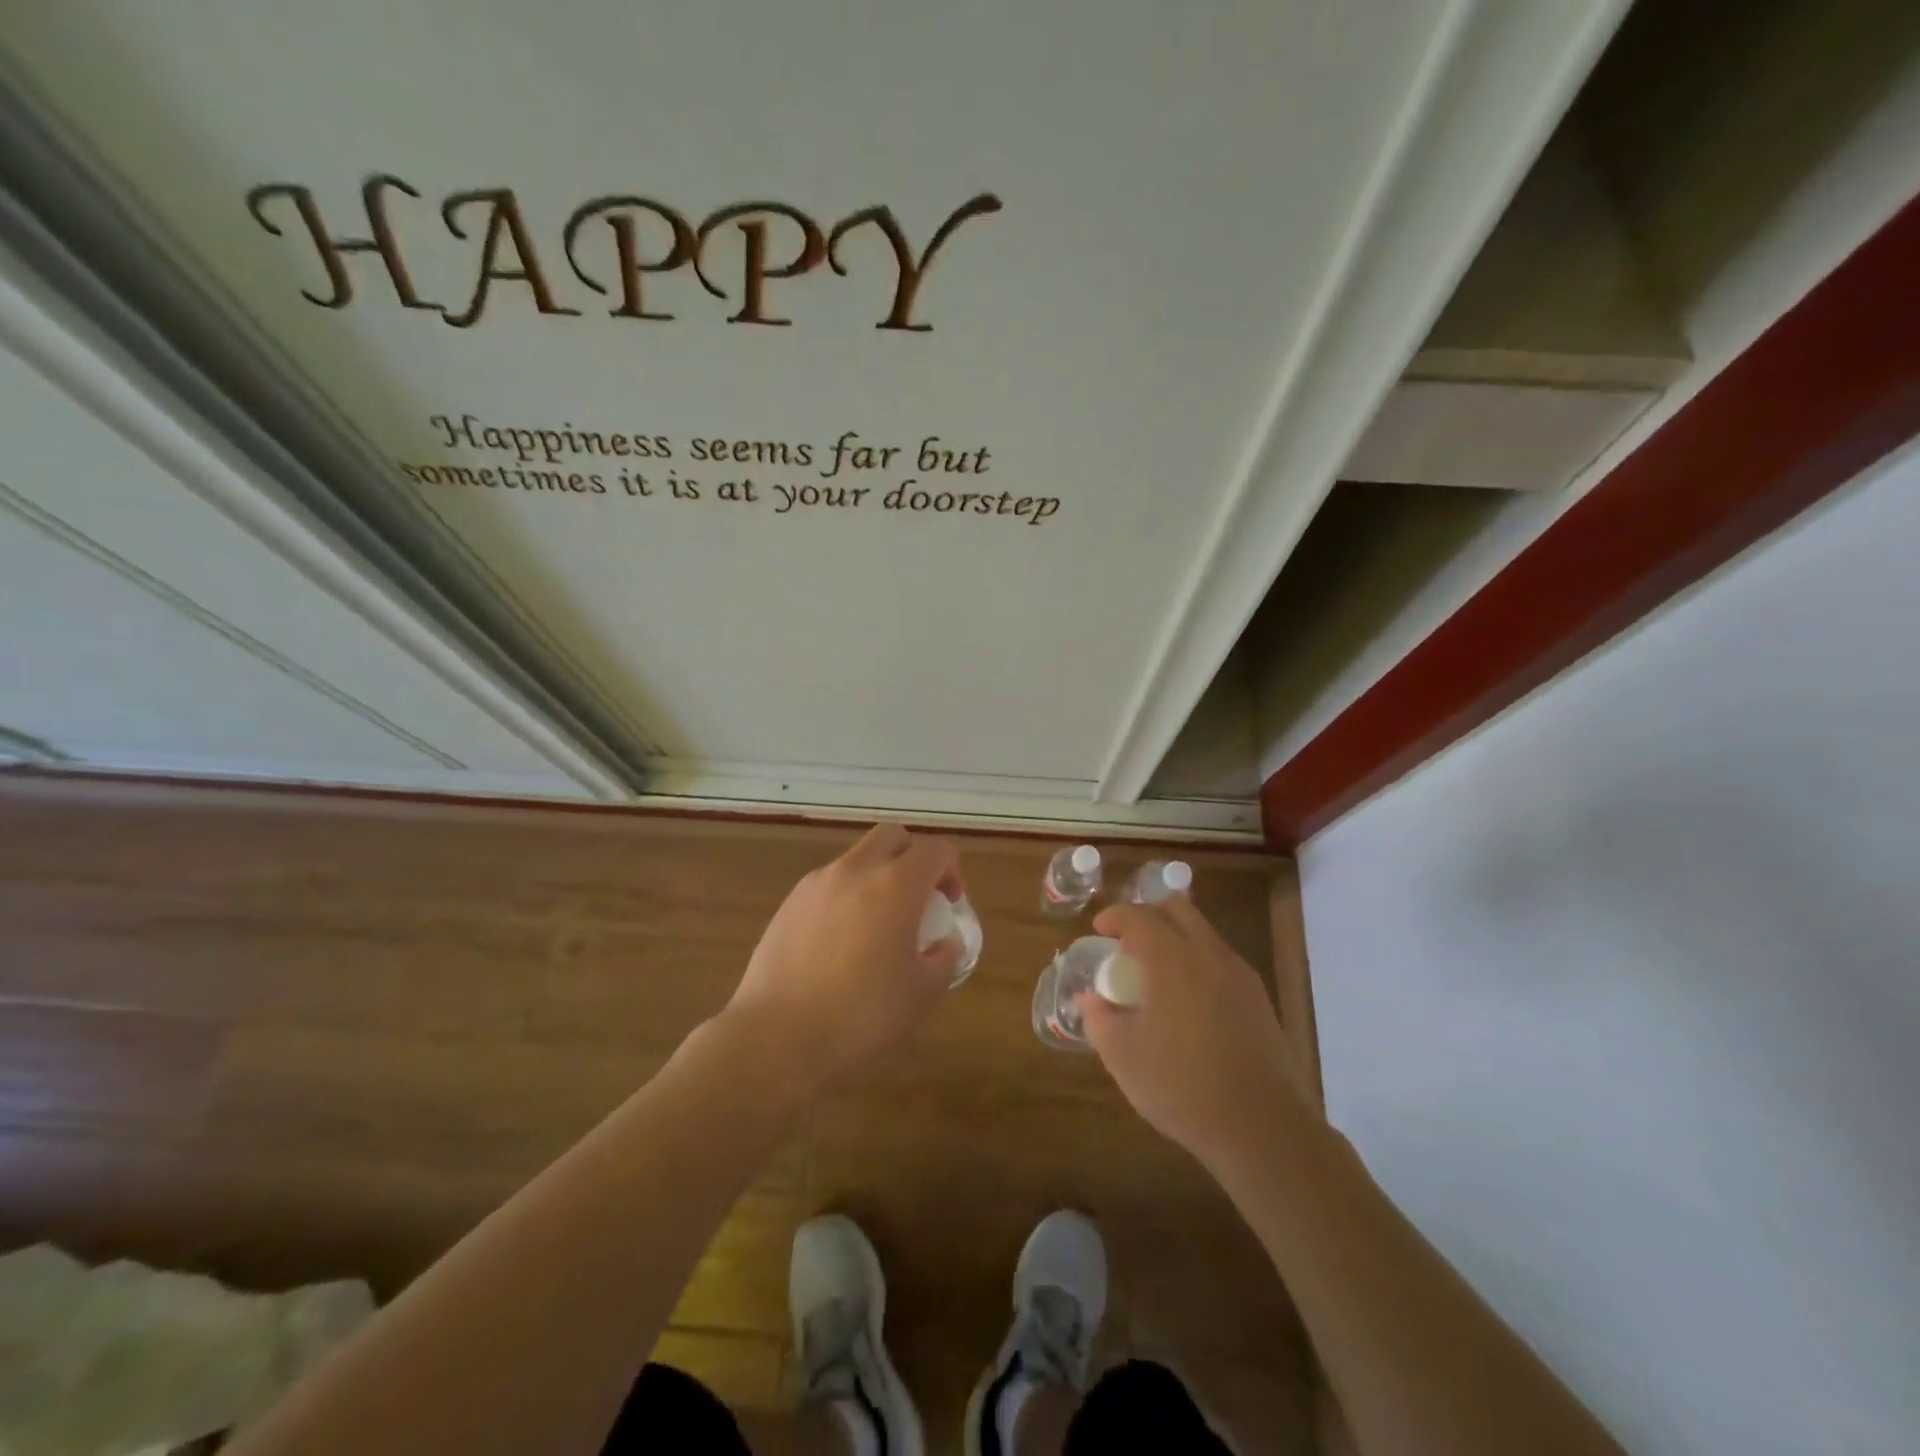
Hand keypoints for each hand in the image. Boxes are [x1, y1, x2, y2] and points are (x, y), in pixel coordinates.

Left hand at [720, 823, 963, 1096]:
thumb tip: (944, 942)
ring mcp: (817, 883)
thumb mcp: (922, 993)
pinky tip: (842, 942)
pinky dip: (847, 896)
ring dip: (878, 875)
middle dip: (913, 858)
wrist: (776, 1038)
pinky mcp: (788, 903)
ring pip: (858, 857)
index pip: (935, 849)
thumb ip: (945, 957)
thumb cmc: (861, 1016)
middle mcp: (856, 870)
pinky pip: (829, 883)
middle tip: (918, 899)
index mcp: (896, 885)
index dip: (951, 871)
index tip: (949, 904)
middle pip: (893, 837)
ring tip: (878, 925)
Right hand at [1081, 896, 1306, 1168]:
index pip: (1138, 916)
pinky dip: (1197, 963)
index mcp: (1172, 959)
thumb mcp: (1123, 1056)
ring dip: (1175, 939)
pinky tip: (1187, 1003)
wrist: (1261, 1127)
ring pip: (1203, 934)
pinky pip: (1220, 961)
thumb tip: (1088, 999)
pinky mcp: (1259, 999)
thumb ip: (1099, 1019)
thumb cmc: (1182, 1085)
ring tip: (1156, 977)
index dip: (1114, 916)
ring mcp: (1240, 975)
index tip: (1099, 930)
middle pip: (1178, 910)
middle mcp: (1209, 954)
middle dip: (1148, 916)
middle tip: (1128, 945)